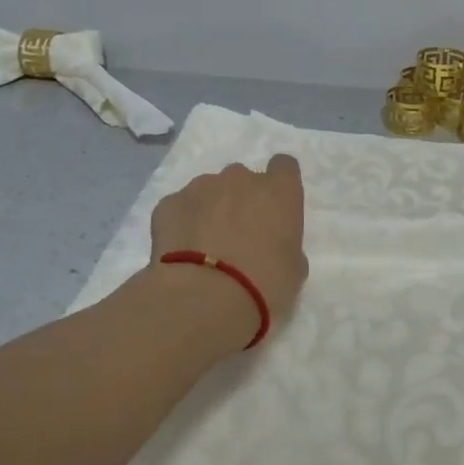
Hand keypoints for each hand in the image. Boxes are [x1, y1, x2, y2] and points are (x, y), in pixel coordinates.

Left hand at [149, 155, 309, 343]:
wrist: (204, 297)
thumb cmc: (263, 285)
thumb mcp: (294, 270)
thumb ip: (285, 245)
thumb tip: (272, 245)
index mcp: (279, 191)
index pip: (284, 167)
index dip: (279, 185)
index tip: (274, 208)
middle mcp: (240, 179)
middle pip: (243, 179)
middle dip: (241, 200)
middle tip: (238, 236)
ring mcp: (200, 187)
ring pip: (209, 191)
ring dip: (210, 210)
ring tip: (205, 247)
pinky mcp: (168, 203)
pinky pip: (180, 208)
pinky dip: (182, 223)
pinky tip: (182, 252)